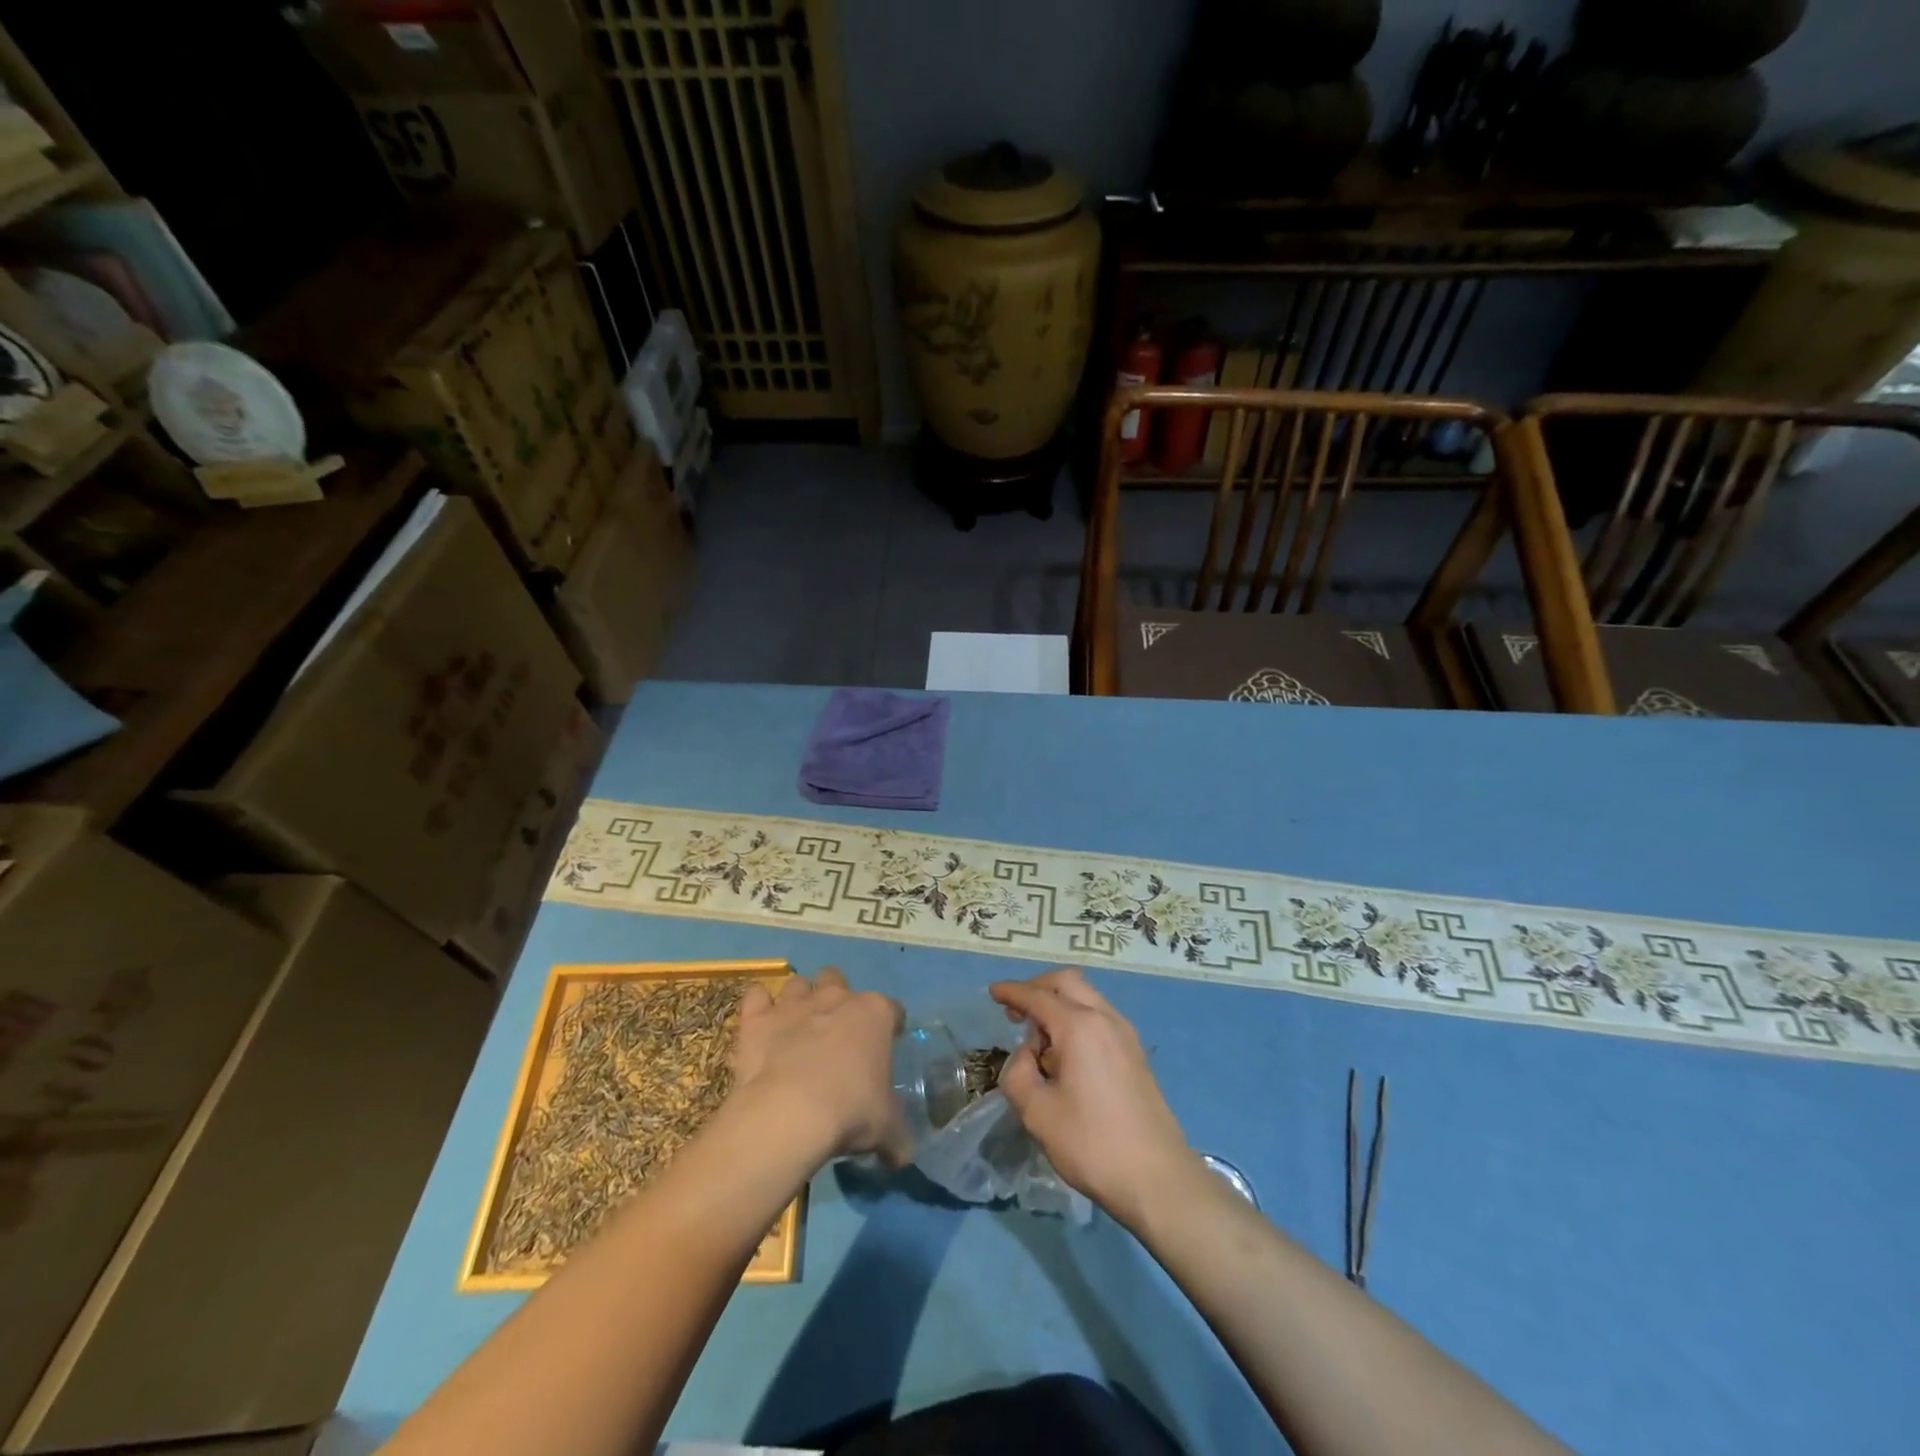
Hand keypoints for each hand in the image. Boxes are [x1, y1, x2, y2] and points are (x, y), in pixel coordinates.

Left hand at [731, 968, 909, 1163]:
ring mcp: (793, 1004)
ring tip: (797, 1030)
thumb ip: (897, 1137)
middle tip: (835, 1034)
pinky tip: (761, 1026)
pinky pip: (757, 996)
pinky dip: (759, 1006)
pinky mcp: (757, 1018)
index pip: (893, 1009)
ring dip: (799, 1000)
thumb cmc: (850, 1112)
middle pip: (838, 981)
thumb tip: (902, 1155)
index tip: (886, 1046)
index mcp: (875, 1014)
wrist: (789, 1114)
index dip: (890, 1026)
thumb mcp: (886, 1130)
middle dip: (837, 999)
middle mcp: (836, 997)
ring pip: (798, 984)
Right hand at [989, 969, 1195, 1225]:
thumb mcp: (1037, 1113)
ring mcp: (1125, 1035)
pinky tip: (1066, 1055)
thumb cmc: (1092, 1144)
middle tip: (1016, 1013)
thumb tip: (1026, 1055)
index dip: (1012, 992)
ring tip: (1040, 1041)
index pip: (1038, 996)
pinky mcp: (1135, 1054)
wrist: (1158, 1179)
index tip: (993, 992)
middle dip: (1038, 988)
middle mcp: (1105, 1019)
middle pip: (1067, 982)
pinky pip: (1100, 1017)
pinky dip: (1077, 1019)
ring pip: (1086, 997)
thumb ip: (1018, 1073)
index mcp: (1079, 1026)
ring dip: (1059, 1004)